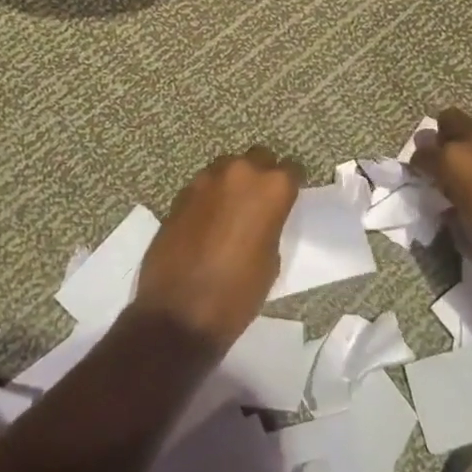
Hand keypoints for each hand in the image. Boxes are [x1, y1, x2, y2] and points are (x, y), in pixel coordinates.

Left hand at [134, 147, 299, 353]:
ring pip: (228, 167)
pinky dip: (210, 196)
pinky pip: (204, 185)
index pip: (292, 169)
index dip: (292, 184)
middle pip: (258, 158)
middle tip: (260, 201)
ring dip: (233, 182)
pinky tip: (208, 221)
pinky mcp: (181, 194)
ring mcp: (206, 180)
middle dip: (262, 174)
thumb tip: (261, 217)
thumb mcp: (271, 260)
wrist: (179, 314)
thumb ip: (270, 225)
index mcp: (271, 188)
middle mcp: (240, 173)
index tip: (290, 197)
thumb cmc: (237, 294)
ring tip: (232, 209)